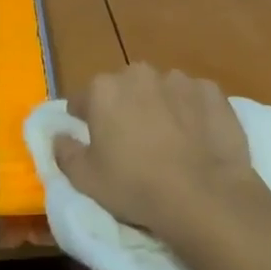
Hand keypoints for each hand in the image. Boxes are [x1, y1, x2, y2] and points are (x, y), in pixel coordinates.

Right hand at [51, 64, 261, 241]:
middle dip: (124, 108)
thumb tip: (58, 136)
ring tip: (169, 142)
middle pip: (123, 89)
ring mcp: (178, 79)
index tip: (91, 140)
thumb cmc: (135, 186)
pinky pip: (194, 98)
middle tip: (131, 142)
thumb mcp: (86, 180)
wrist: (204, 194)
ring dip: (159, 107)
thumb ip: (65, 152)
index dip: (84, 119)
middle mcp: (139, 74)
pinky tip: (197, 138)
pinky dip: (192, 112)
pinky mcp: (211, 92)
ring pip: (160, 90)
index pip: (82, 99)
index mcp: (104, 89)